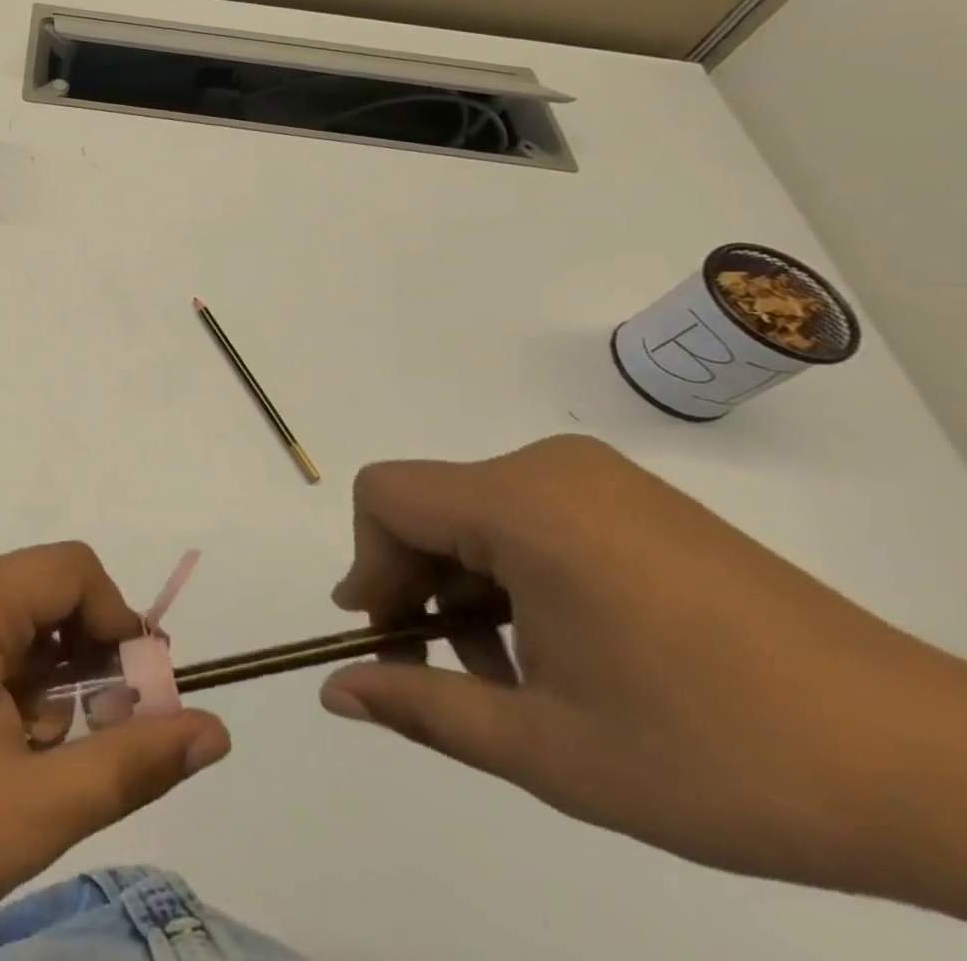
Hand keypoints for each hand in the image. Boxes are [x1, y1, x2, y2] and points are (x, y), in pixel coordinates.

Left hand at [0, 543, 229, 952]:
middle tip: (90, 744)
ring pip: (25, 621)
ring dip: (53, 682)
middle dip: (88, 663)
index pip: (75, 571)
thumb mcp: (32, 811)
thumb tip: (215, 730)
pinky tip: (2, 749)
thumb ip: (130, 764)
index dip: (120, 625)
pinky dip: (18, 684)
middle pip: (51, 593)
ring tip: (35, 761)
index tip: (137, 702)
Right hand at [320, 434, 966, 915]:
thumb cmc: (723, 759)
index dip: (368, 565)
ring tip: (513, 677)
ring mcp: (601, 479)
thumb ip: (422, 708)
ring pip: (477, 512)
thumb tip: (333, 691)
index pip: (387, 497)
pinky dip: (514, 571)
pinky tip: (562, 647)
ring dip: (466, 586)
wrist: (942, 772)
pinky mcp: (637, 500)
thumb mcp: (550, 751)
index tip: (387, 639)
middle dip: (416, 584)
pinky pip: (532, 515)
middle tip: (444, 673)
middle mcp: (551, 467)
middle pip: (430, 504)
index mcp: (523, 504)